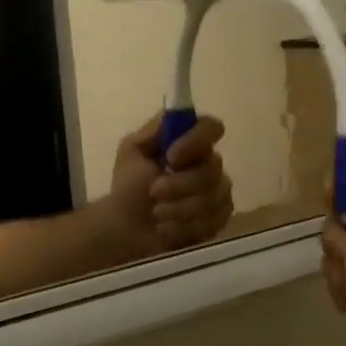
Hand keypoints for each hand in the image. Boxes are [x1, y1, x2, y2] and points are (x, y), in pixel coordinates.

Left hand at [103, 113, 234, 256]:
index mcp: (190, 142)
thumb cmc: (129, 187)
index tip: (171, 158)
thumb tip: (173, 117)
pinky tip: (167, 229)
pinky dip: (184, 227)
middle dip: (179, 185)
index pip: (211, 128)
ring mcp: (219, 192)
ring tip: (156, 213)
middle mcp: (210, 164)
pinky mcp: (219, 219)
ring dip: (179, 208)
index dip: (196, 141)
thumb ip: (152, 131)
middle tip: (153, 192)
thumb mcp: (131, 151)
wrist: (126, 228)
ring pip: (213, 198)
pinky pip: (213, 221)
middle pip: (212, 169)